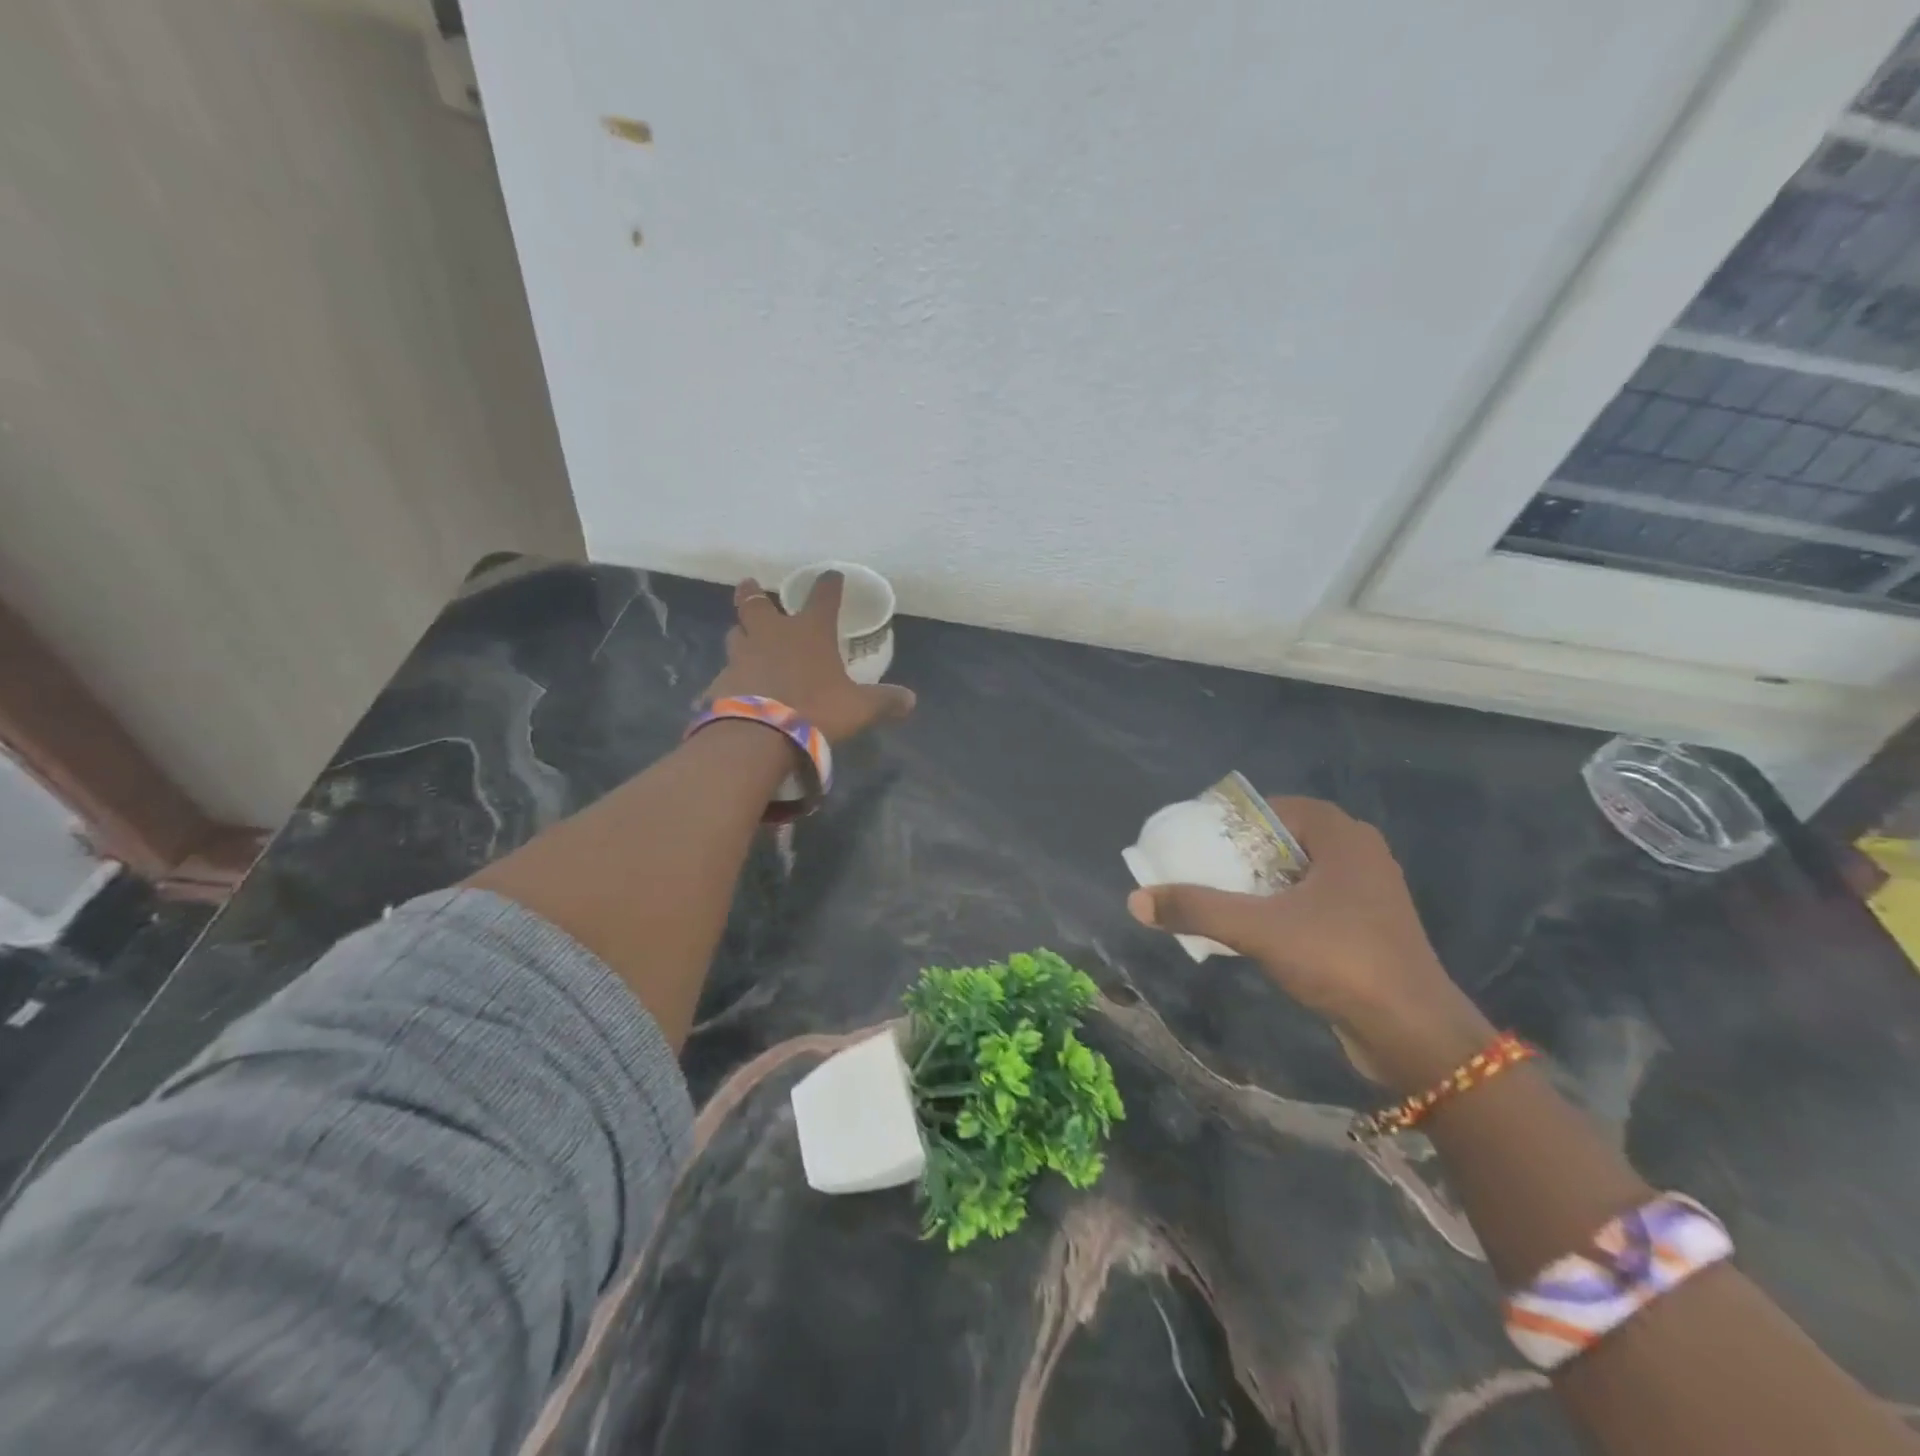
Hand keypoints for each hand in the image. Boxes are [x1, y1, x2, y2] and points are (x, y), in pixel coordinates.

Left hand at [703, 574, 915, 743]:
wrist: (758, 736)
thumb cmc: (815, 710)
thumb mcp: (859, 708)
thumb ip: (884, 701)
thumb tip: (910, 700)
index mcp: (809, 632)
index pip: (823, 597)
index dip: (829, 584)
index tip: (831, 576)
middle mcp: (771, 635)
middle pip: (756, 604)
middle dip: (753, 593)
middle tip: (749, 585)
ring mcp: (741, 656)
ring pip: (736, 634)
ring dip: (741, 632)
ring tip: (743, 636)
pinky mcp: (721, 682)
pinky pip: (725, 675)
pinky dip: (730, 678)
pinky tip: (732, 689)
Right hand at [1126, 795, 1493, 1090]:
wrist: (1414, 1033)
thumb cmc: (1341, 959)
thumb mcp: (1259, 929)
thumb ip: (1197, 910)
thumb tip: (1136, 900)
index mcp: (1341, 835)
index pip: (1271, 808)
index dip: (1230, 820)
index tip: (1194, 838)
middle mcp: (1358, 853)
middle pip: (1282, 839)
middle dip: (1239, 854)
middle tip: (1199, 868)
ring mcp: (1367, 891)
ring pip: (1296, 873)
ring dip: (1257, 883)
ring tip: (1216, 898)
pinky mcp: (1368, 926)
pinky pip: (1311, 900)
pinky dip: (1279, 907)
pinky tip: (1252, 930)